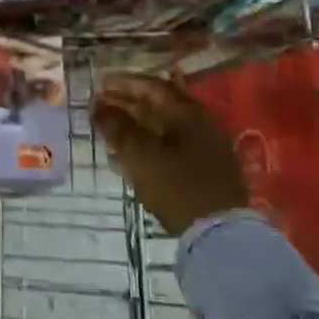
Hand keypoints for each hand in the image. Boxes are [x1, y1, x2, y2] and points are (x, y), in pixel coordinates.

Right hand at [92, 73, 247, 236]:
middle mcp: (200, 122)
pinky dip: (149, 144)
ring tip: (110, 131)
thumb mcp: (139, 154)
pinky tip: (130, 156)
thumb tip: (99, 106)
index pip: (151, 86)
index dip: (122, 83)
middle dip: (127, 104)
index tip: (99, 85)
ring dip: (136, 125)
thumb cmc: (176, 186)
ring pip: (165, 127)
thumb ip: (117, 127)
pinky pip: (172, 146)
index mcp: (187, 111)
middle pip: (159, 105)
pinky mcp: (207, 169)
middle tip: (101, 106)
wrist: (219, 234)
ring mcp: (207, 146)